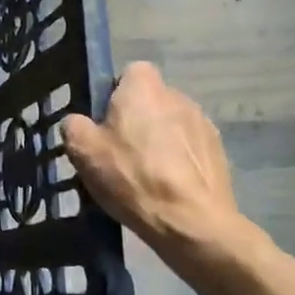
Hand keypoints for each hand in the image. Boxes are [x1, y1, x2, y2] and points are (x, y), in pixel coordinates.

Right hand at [63, 62, 240, 258]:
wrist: (191, 222)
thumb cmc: (132, 176)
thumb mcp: (83, 151)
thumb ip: (74, 126)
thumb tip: (78, 122)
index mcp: (144, 88)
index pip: (131, 71)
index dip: (116, 92)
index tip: (104, 120)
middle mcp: (178, 96)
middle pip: (151, 100)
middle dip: (138, 118)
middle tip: (119, 150)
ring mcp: (204, 124)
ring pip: (172, 124)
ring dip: (160, 139)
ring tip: (145, 173)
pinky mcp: (220, 153)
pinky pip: (190, 148)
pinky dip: (179, 161)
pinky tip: (168, 187)